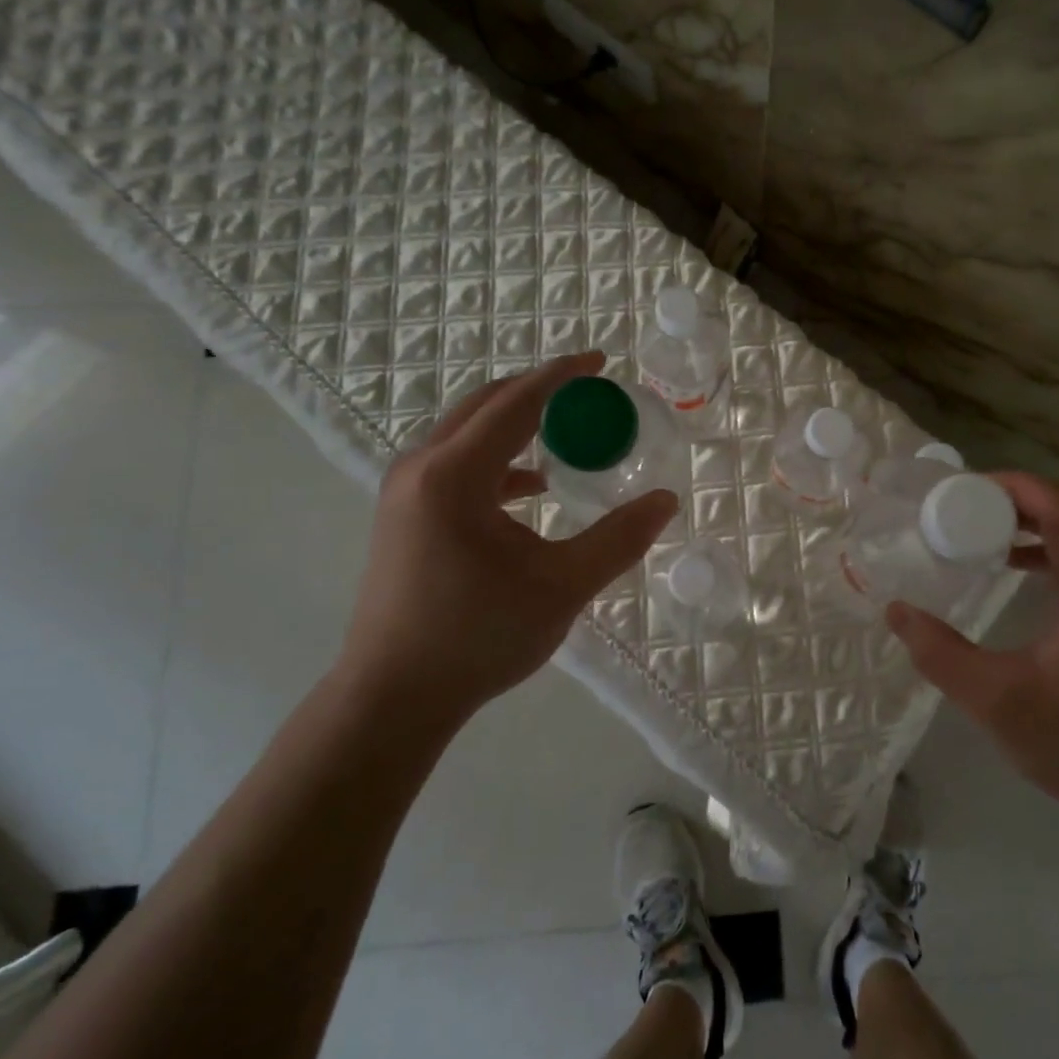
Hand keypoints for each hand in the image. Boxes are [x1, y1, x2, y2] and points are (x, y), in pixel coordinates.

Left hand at [339, 351, 676, 725]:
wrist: (392, 697)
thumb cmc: (478, 636)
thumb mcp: (562, 586)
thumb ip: (618, 539)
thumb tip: (666, 501)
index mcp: (455, 474)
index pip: (517, 402)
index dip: (562, 375)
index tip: (600, 361)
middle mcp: (422, 467)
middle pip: (486, 404)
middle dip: (539, 390)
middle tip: (588, 393)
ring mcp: (405, 490)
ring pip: (467, 431)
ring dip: (516, 422)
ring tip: (565, 433)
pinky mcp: (403, 514)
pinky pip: (456, 461)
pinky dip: (498, 458)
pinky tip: (530, 488)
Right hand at [886, 472, 1058, 856]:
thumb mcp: (995, 702)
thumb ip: (940, 654)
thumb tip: (895, 611)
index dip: (1017, 488)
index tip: (967, 488)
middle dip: (1025, 497)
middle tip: (971, 501)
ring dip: (1043, 518)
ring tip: (990, 525)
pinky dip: (1058, 545)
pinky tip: (1020, 565)